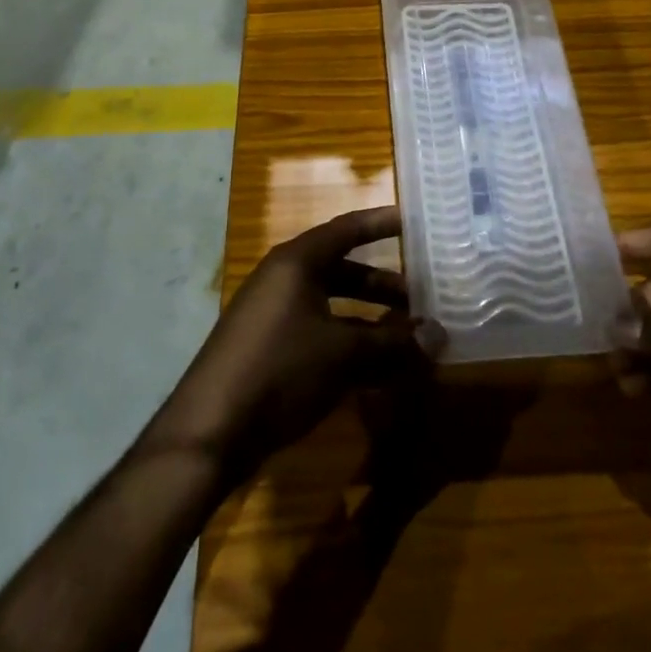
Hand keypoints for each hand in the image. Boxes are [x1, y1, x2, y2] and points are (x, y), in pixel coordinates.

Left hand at [145, 208, 443, 482]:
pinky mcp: (268, 349)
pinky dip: (348, 343)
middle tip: (419, 295)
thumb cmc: (279, 370)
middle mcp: (283, 280)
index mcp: (296, 263)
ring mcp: (273, 316)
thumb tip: (440, 335)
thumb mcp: (342, 354)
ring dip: (368, 319)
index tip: (411, 220)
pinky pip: (318, 333)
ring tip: (405, 336)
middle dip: (380, 284)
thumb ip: (393, 344)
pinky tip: (375, 370)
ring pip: (332, 306)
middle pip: (341, 270)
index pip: (346, 230)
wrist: (211, 431)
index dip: (379, 223)